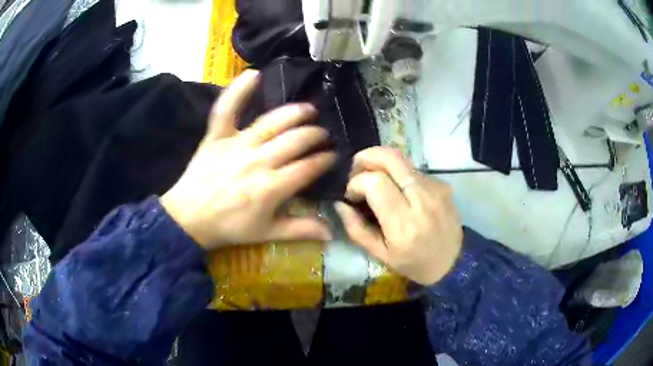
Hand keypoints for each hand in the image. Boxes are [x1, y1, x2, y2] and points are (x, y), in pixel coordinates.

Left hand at [161, 70, 334, 250]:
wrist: (189, 218)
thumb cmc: (229, 227)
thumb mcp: (266, 233)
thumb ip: (300, 230)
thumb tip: (332, 233)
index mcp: (272, 187)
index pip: (308, 167)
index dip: (325, 160)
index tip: (333, 157)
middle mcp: (258, 161)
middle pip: (296, 141)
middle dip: (315, 136)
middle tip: (323, 136)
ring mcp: (237, 144)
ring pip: (273, 123)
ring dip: (295, 113)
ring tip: (309, 110)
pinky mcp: (217, 136)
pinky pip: (227, 109)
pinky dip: (239, 90)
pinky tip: (254, 74)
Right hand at [334, 147, 462, 284]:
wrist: (454, 262)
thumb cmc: (414, 263)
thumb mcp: (380, 255)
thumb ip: (356, 229)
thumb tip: (340, 204)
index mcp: (404, 224)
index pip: (376, 183)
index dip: (357, 182)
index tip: (351, 195)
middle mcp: (422, 200)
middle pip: (391, 158)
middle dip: (367, 156)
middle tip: (356, 168)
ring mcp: (435, 189)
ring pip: (402, 160)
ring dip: (382, 164)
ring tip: (374, 180)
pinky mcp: (442, 184)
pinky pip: (413, 170)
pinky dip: (398, 174)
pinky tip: (396, 190)